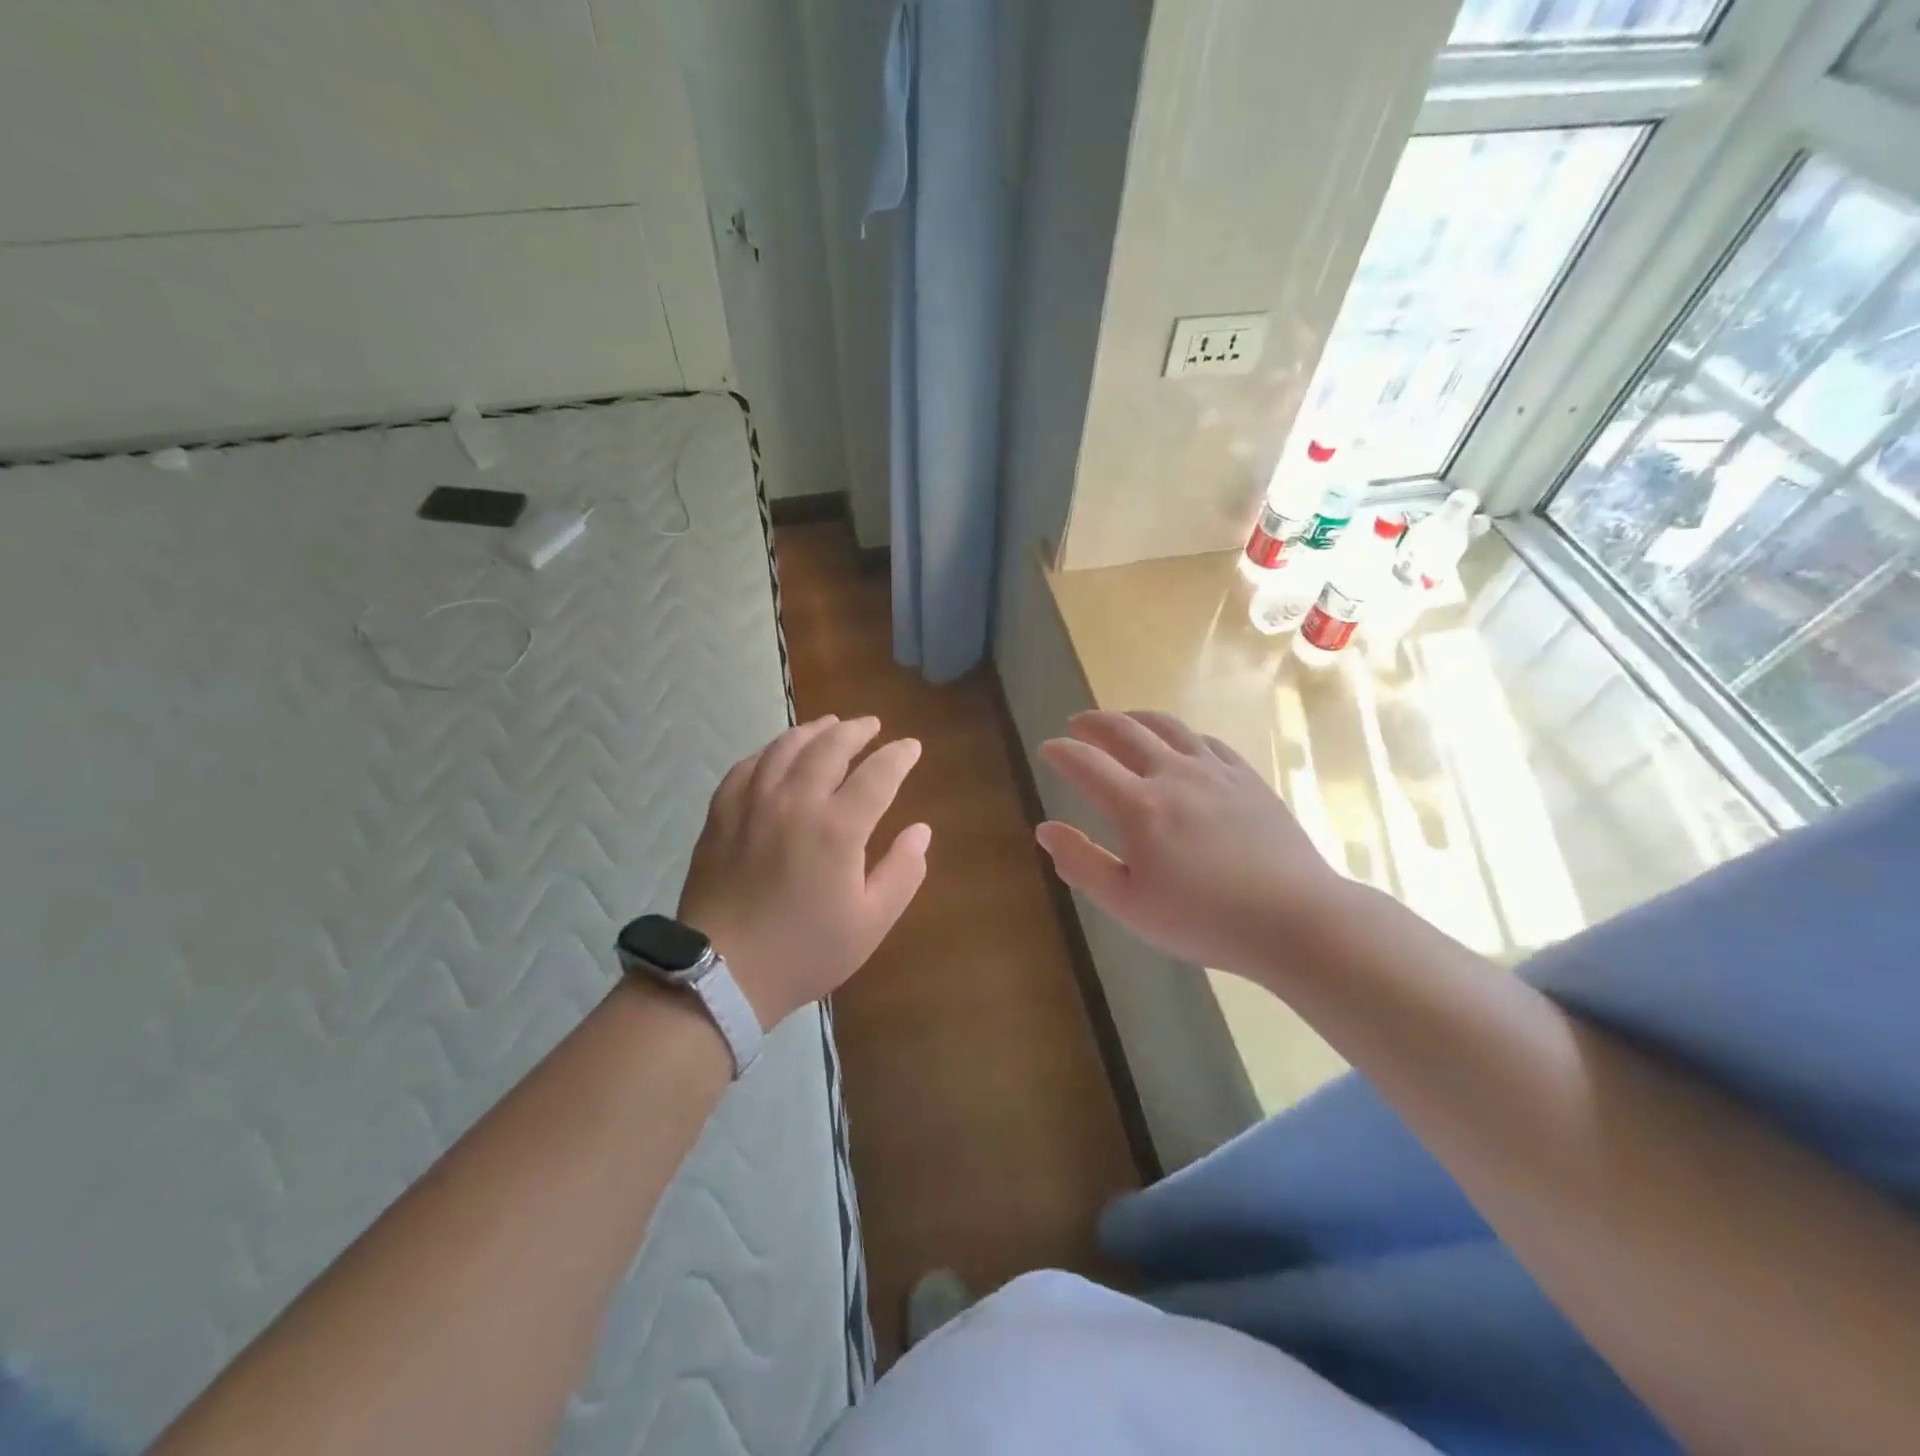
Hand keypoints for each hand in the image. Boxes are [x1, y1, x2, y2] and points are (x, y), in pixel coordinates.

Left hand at [679, 715, 930, 1027]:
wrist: (722, 973)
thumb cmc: (805, 951)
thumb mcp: (871, 923)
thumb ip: (903, 872)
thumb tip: (920, 830)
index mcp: (837, 828)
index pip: (878, 773)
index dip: (899, 755)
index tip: (911, 747)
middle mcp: (795, 801)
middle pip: (830, 746)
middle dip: (857, 730)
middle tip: (872, 726)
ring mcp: (753, 803)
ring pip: (786, 748)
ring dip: (814, 730)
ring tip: (830, 725)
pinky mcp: (721, 813)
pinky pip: (747, 766)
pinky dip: (770, 750)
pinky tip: (778, 753)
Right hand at [1035, 710, 1343, 980]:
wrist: (1295, 918)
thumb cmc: (1203, 919)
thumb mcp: (1129, 904)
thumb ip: (1082, 863)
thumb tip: (1045, 829)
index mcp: (1139, 805)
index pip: (1086, 763)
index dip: (1061, 752)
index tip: (1047, 748)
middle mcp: (1173, 774)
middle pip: (1125, 730)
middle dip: (1093, 722)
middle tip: (1076, 723)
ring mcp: (1215, 771)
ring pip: (1168, 726)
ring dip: (1135, 718)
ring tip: (1121, 720)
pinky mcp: (1248, 778)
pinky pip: (1206, 741)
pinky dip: (1180, 735)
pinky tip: (1180, 744)